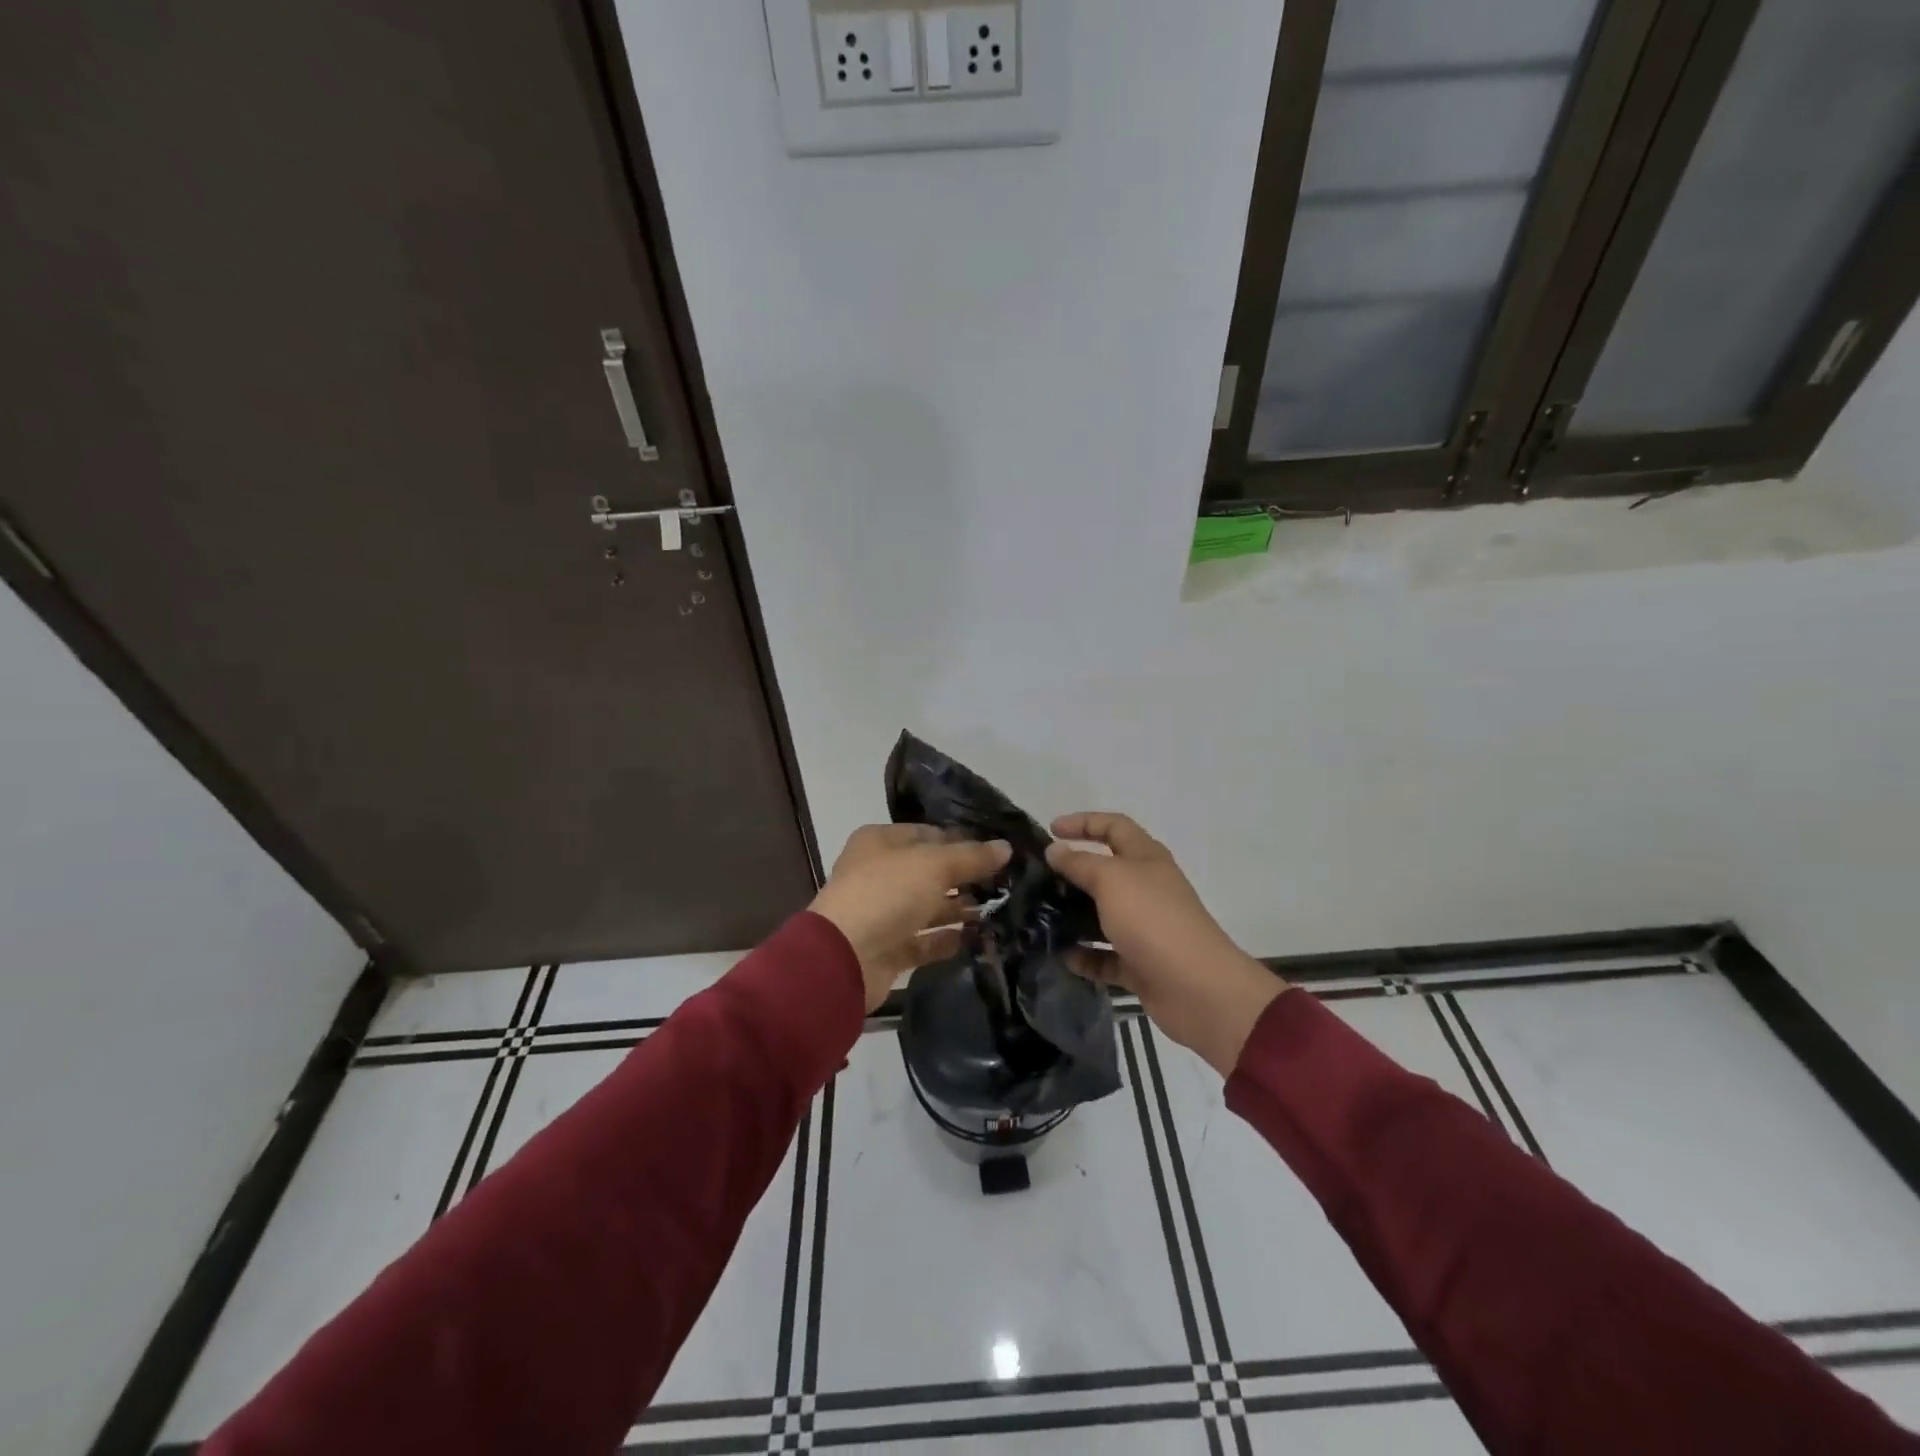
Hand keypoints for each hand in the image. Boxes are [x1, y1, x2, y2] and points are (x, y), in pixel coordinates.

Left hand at [810, 824, 1011, 1010]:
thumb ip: (971, 856)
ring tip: (1000, 910)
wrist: (843, 958)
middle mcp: (879, 873)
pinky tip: (978, 938)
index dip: (961, 840)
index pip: (928, 834)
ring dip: (960, 909)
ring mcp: (882, 913)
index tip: (997, 851)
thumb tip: (1006, 847)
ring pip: (928, 906)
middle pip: (929, 871)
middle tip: (1006, 883)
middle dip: (965, 877)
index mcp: (880, 842)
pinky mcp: (888, 948)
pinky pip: (924, 940)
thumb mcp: (933, 865)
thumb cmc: (886, 894)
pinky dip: (948, 939)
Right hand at [1046, 812, 1287, 1074]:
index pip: (1113, 827)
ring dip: (1073, 916)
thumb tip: (1055, 850)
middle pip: (1105, 871)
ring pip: (1102, 915)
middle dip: (1072, 872)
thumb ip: (1080, 863)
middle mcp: (1146, 888)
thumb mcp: (1111, 880)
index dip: (1083, 822)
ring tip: (1039, 918)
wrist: (1197, 988)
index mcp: (1146, 859)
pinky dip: (1085, 956)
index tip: (1050, 829)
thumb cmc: (1153, 920)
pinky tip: (1062, 957)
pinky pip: (1105, 955)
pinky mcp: (1139, 964)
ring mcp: (1144, 928)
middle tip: (1038, 878)